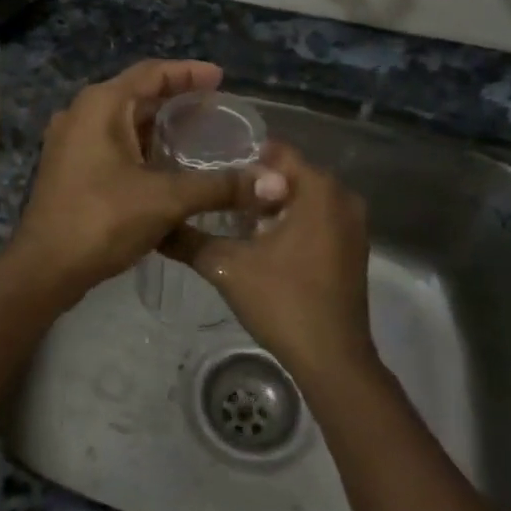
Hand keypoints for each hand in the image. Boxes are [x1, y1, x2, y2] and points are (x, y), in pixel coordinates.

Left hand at [7, 60, 270, 301]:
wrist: (45, 268)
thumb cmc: (102, 220)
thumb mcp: (166, 199)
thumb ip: (219, 186)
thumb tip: (274, 182)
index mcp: (100, 105)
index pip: (151, 72)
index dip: (189, 73)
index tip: (221, 78)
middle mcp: (81, 114)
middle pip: (136, 94)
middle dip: (176, 100)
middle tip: (215, 109)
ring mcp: (70, 142)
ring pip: (123, 122)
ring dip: (157, 126)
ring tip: (197, 135)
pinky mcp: (69, 168)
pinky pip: (112, 144)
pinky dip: (140, 147)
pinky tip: (166, 166)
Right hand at [162, 141, 376, 384]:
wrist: (331, 358)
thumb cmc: (283, 301)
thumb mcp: (228, 267)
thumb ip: (190, 240)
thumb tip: (157, 226)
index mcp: (319, 190)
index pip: (276, 152)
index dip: (241, 158)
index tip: (210, 169)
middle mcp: (343, 198)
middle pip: (290, 175)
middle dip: (254, 184)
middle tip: (214, 195)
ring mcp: (353, 225)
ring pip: (303, 199)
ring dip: (271, 206)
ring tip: (230, 218)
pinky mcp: (352, 249)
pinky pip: (317, 219)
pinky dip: (291, 222)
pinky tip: (260, 242)